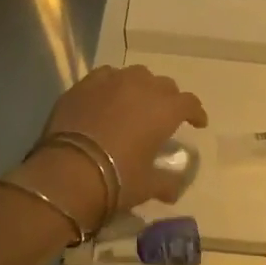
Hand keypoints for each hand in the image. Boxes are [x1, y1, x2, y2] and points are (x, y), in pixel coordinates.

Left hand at [18, 64, 207, 229]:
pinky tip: (108, 96)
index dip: (195, 112)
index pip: (189, 103)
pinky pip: (106, 76)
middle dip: (168, 99)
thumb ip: (167, 183)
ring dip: (141, 86)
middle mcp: (142, 88)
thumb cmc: (117, 179)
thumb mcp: (148, 186)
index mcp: (164, 110)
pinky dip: (112, 84)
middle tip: (163, 116)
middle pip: (164, 85)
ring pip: (135, 74)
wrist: (68, 172)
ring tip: (136, 102)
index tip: (197, 123)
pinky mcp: (84, 85)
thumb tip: (175, 190)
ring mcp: (111, 82)